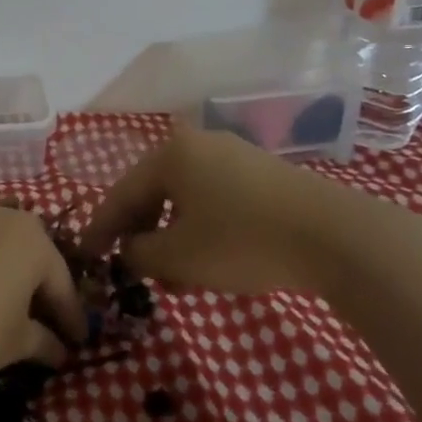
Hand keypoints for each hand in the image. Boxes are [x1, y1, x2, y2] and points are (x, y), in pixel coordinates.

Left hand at [0, 203, 86, 384]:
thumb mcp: (17, 342)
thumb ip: (45, 341)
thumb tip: (60, 350)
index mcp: (35, 241)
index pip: (63, 285)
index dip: (72, 318)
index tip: (79, 342)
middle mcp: (6, 218)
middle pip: (35, 258)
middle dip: (43, 290)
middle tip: (48, 322)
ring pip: (4, 249)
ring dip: (13, 275)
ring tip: (14, 307)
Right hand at [78, 127, 402, 296]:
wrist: (335, 237)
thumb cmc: (241, 241)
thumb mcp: (177, 256)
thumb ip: (139, 254)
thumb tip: (130, 250)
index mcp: (170, 154)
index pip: (121, 194)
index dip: (100, 229)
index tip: (86, 256)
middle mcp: (198, 145)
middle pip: (153, 193)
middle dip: (140, 234)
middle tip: (130, 267)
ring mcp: (234, 156)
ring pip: (186, 200)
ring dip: (171, 236)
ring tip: (171, 276)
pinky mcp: (264, 175)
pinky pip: (215, 201)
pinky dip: (201, 229)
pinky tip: (207, 261)